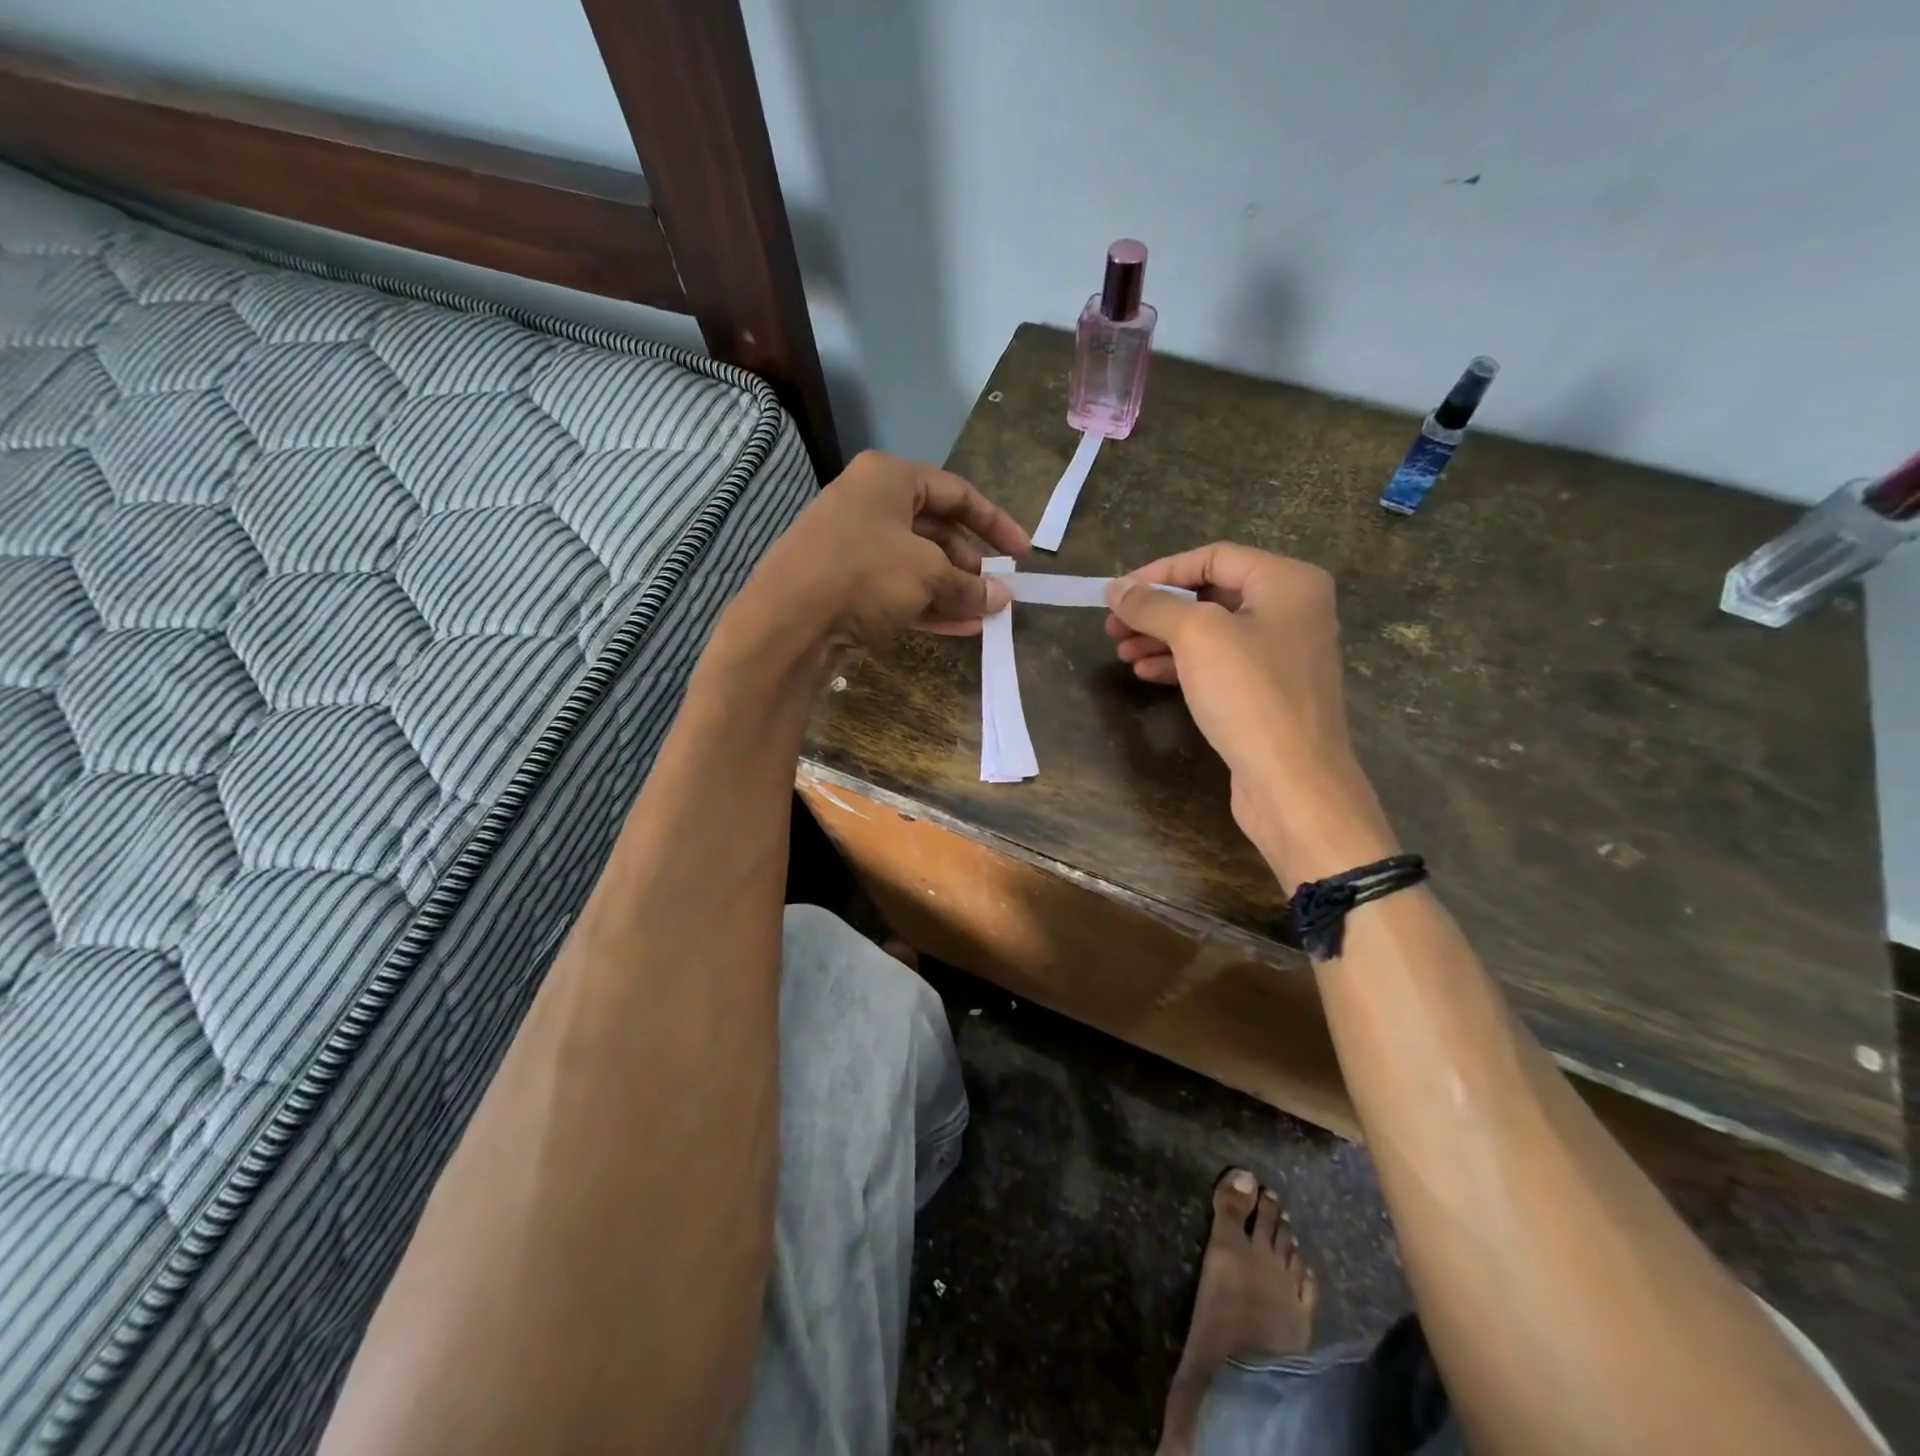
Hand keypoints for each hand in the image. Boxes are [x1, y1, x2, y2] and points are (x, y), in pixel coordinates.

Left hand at [725, 450, 1029, 663]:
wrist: (787, 621)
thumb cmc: (864, 574)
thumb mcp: (927, 574)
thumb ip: (969, 585)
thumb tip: (1002, 598)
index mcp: (888, 479)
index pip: (957, 493)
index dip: (995, 523)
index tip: (1023, 553)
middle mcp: (870, 505)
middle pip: (937, 530)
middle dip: (972, 564)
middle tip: (999, 592)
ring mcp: (855, 546)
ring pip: (918, 565)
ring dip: (954, 590)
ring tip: (987, 615)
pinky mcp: (846, 585)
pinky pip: (898, 590)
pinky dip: (929, 606)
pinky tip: (962, 628)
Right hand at [1104, 543, 1397, 889]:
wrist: (1293, 781)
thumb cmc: (1250, 694)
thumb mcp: (1196, 636)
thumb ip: (1153, 605)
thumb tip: (1116, 588)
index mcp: (1287, 581)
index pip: (1213, 557)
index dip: (1160, 572)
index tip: (1118, 594)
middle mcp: (1290, 610)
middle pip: (1210, 595)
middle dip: (1157, 609)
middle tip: (1112, 626)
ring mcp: (1281, 653)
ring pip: (1210, 633)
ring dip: (1162, 638)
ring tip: (1121, 651)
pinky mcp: (1267, 691)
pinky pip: (1218, 664)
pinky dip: (1181, 664)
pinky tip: (1146, 673)